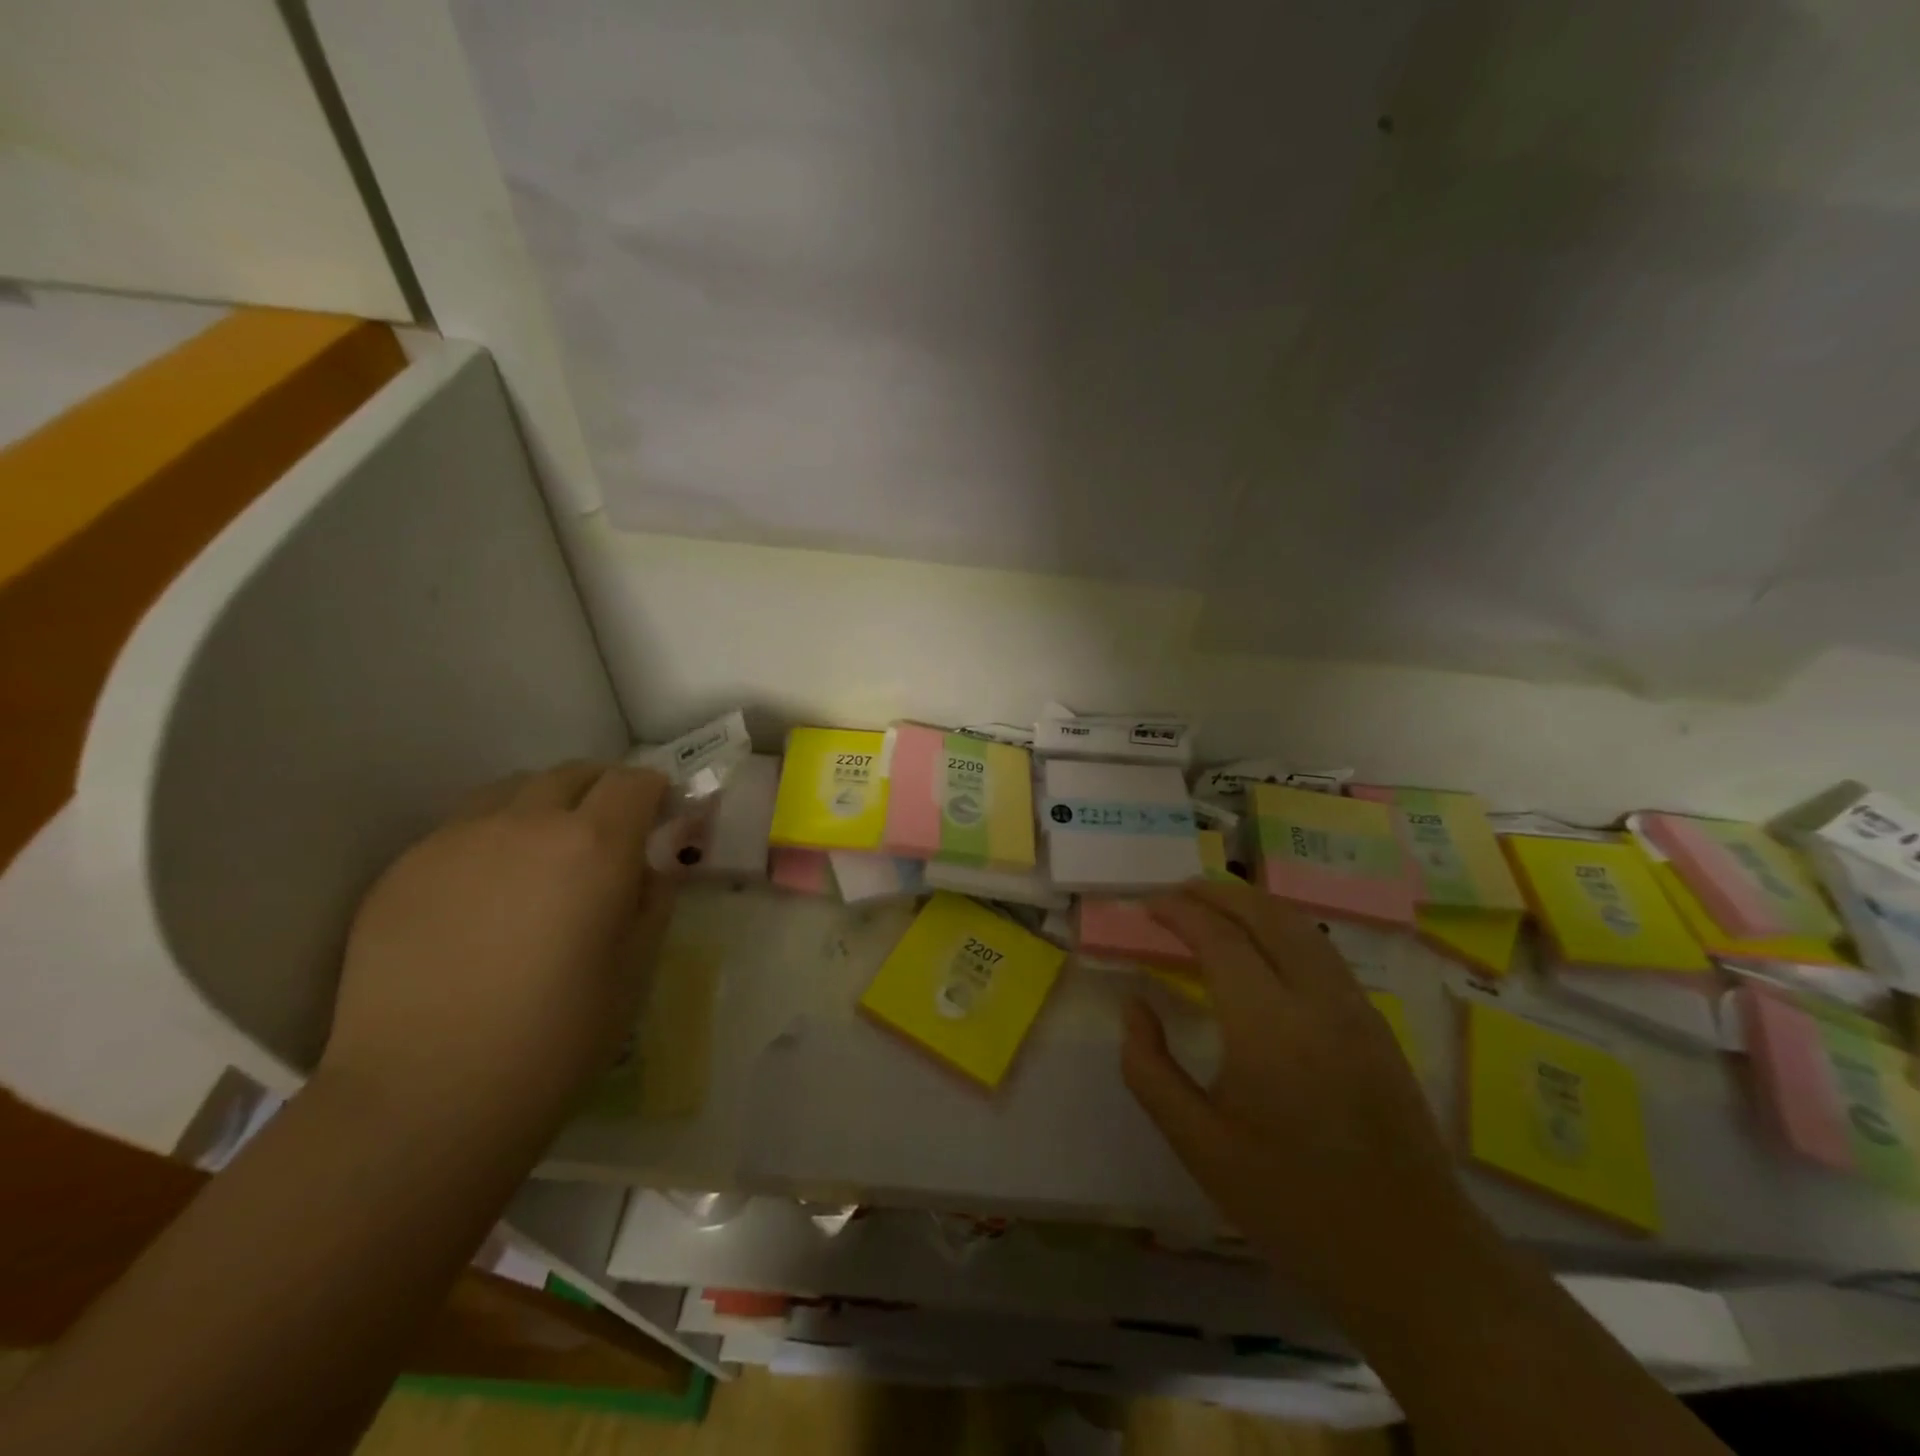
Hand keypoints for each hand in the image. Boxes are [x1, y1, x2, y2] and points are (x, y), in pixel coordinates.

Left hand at [318, 762, 686, 1137]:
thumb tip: (649, 867)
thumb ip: (652, 899)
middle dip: (602, 790)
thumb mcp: (636, 967)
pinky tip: (486, 894)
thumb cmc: (556, 1039)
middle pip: (572, 774)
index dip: (654, 792)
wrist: (423, 1099)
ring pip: (511, 791)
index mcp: (593, 845)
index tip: (662, 816)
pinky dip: (491, 838)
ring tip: (544, 854)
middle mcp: (523, 824)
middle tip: (610, 832)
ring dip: (543, 805)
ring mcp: (454, 841)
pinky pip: (460, 829)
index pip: (633, 782)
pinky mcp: (401, 870)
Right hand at [1122, 881, 1475, 1304]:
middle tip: (1174, 894)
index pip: (1219, 938)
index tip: (1147, 905)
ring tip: (1210, 908)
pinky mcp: (1376, 1024)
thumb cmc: (1292, 1205)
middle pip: (1265, 914)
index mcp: (1269, 1028)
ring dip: (1251, 905)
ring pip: (1300, 926)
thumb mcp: (1198, 1145)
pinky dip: (1281, 929)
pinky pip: (1321, 951)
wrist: (1413, 1259)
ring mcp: (1356, 1008)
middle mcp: (1318, 1001)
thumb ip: (1149, 1068)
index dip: (1179, 912)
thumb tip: (1134, 1005)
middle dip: (1215, 892)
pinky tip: (1259, 950)